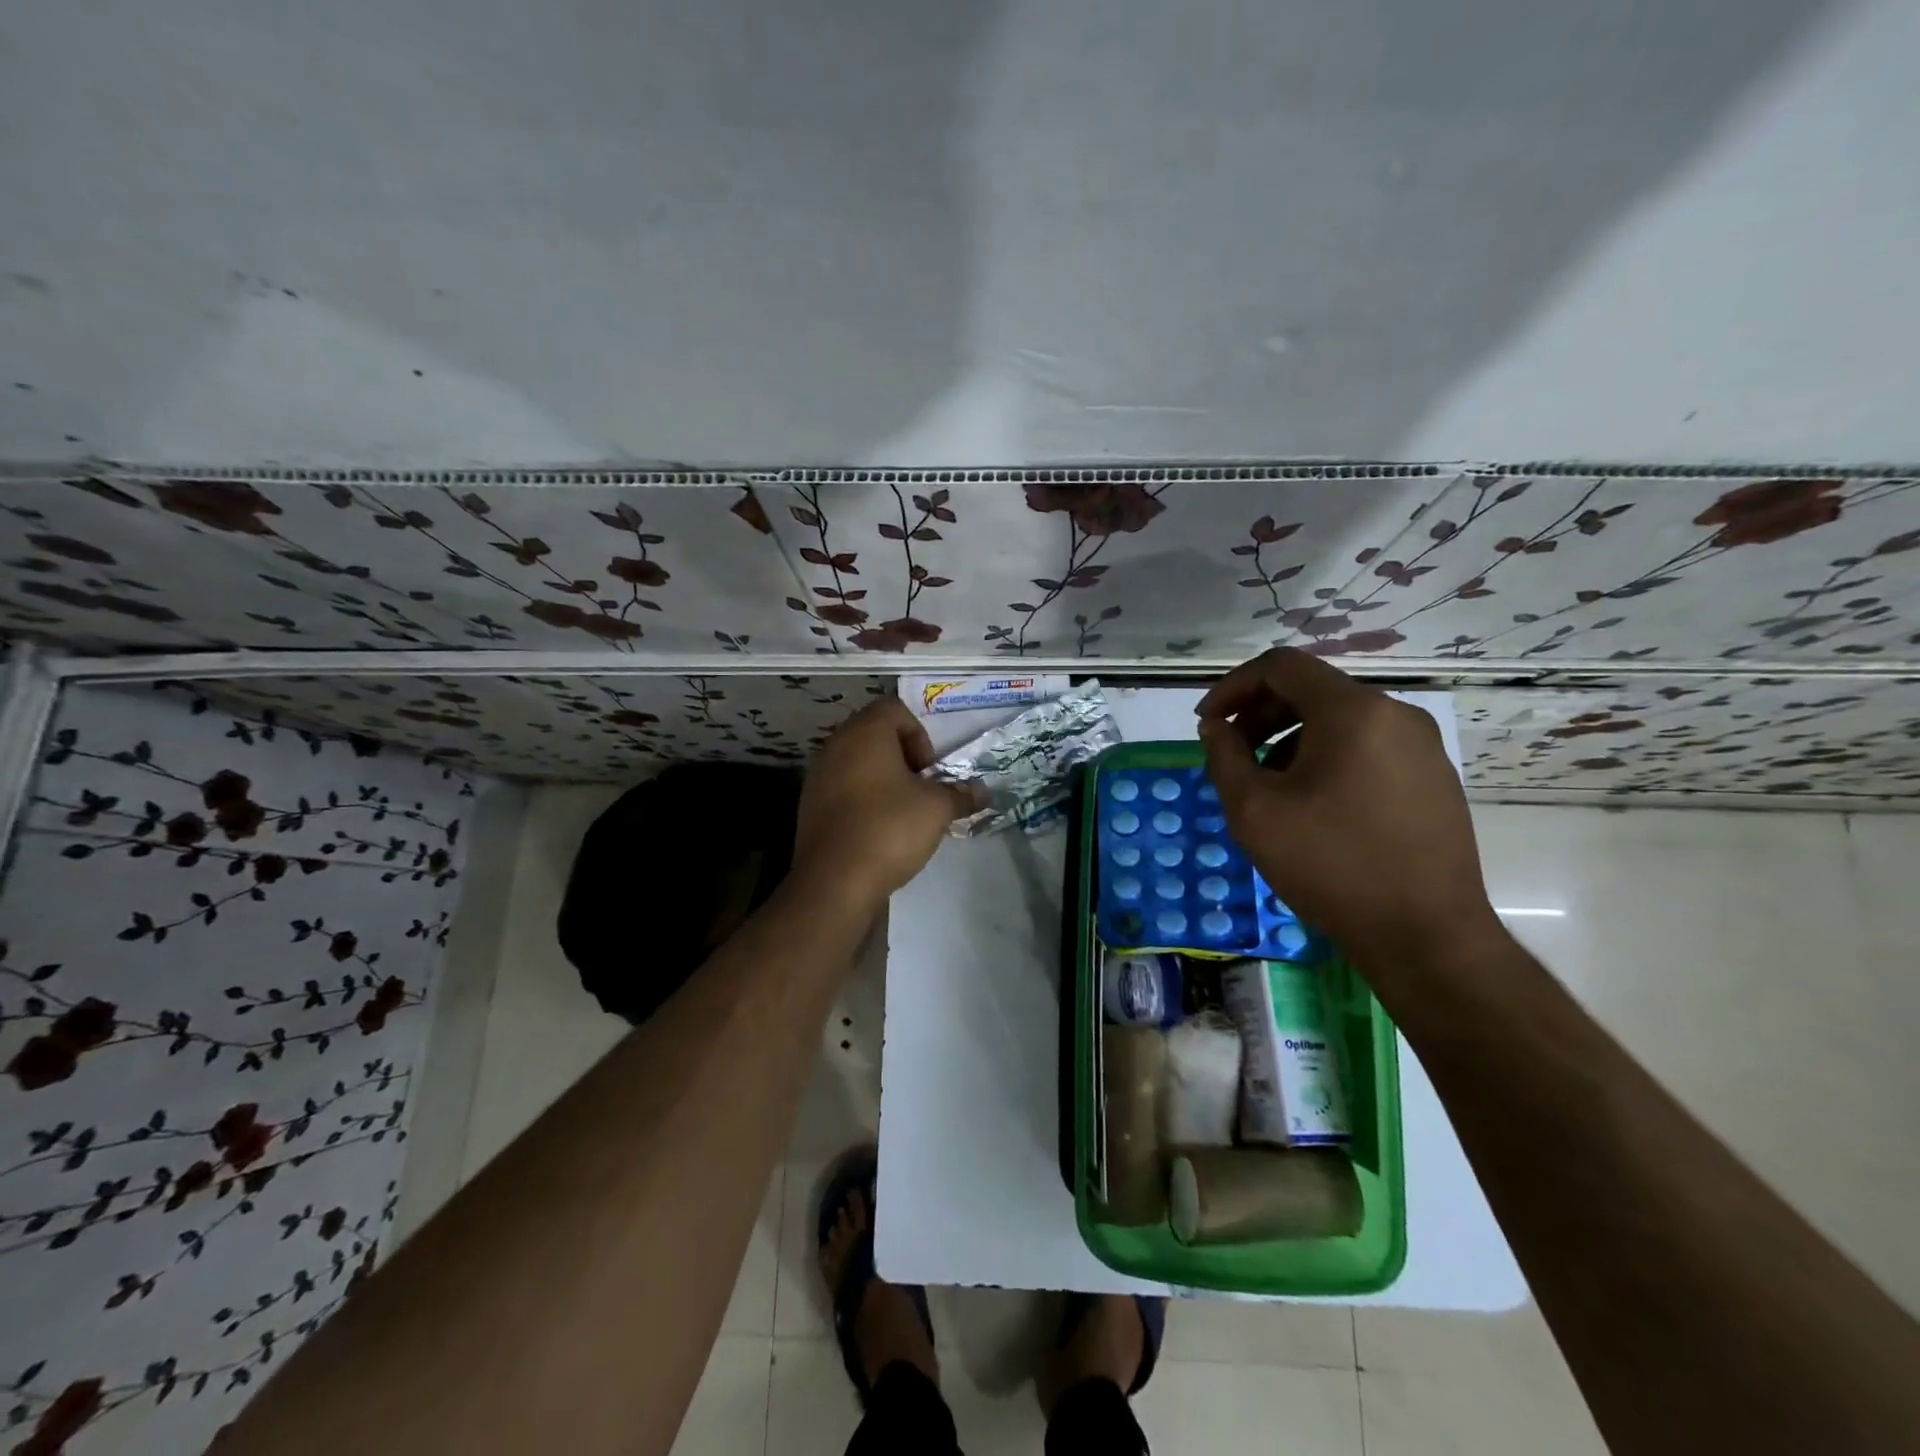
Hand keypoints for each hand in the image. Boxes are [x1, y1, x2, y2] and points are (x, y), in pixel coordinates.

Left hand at [793, 697, 978, 915]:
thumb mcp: (937, 809)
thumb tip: (982, 792)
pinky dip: (863, 800)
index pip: (894, 708)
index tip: (929, 770)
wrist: (834, 882)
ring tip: (903, 812)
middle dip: (903, 758)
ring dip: (883, 780)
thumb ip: (961, 794)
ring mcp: (818, 776)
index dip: (919, 735)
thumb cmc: (889, 829)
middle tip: (921, 789)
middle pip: (875, 734)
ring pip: (858, 763)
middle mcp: (836, 746)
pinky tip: (880, 831)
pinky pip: (843, 789)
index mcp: (864, 733)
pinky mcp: (811, 806)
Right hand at [1196, 649, 1498, 967]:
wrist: (1426, 937)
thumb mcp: (1254, 811)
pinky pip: (1367, 747)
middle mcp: (1395, 714)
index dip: (1232, 686)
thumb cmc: (1331, 866)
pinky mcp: (1434, 778)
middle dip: (1259, 715)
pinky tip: (1311, 805)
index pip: (1281, 666)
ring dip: (1290, 740)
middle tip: (1231, 756)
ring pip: (1339, 721)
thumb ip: (1224, 757)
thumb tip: (1217, 729)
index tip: (1207, 723)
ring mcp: (1422, 747)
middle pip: (1312, 690)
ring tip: (1267, 787)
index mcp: (1353, 712)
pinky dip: (1326, 758)